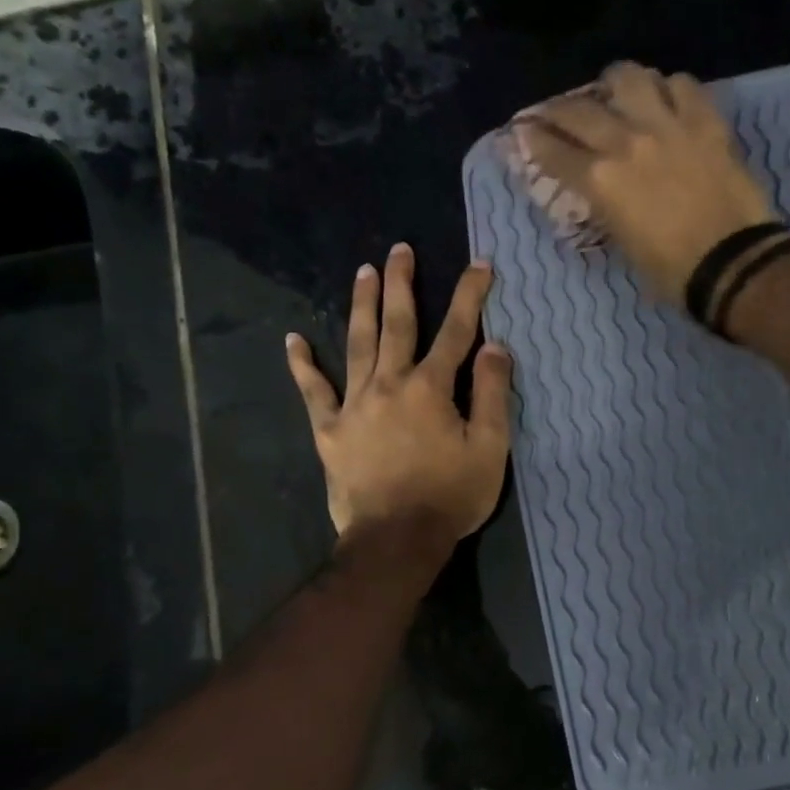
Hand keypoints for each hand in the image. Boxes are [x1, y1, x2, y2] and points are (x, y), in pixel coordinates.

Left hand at [286, 244, 511, 544]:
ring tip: (362, 272)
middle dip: (402, 284)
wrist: (395, 540)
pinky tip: (293, 340)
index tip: (479, 265)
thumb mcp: (490, 449)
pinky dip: (302, 365)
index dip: (470, 296)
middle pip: (398, 324)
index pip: (456, 332)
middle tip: (400, 249)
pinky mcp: (329, 430)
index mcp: (432, 388)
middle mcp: (390, 384)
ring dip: (361, 305)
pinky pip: (313, 391)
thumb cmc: (450, 496)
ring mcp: (354, 405)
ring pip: (357, 344)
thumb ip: (493, 395)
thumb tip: (496, 346)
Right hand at [512, 61, 774, 302]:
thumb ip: (606, 209)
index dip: (533, 140)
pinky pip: (682, 85)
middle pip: (580, 110)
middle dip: (559, 110)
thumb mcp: (624, 245)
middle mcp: (626, 143)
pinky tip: (669, 100)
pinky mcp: (705, 122)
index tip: (525, 131)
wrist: (732, 262)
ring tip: (616, 92)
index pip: (554, 152)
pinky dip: (669, 88)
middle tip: (557, 112)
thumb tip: (601, 193)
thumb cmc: (672, 271)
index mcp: (601, 182)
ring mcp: (668, 126)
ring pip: (630, 78)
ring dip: (616, 83)